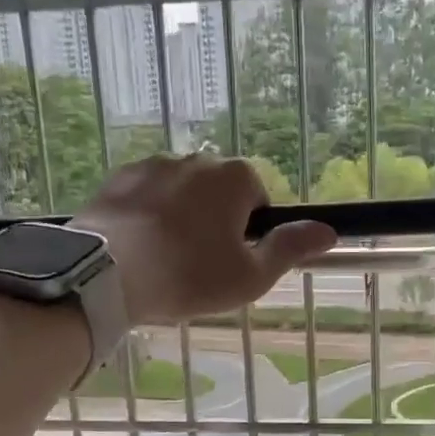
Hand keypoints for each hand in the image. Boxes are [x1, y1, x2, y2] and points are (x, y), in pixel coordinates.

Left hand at [71, 154, 335, 325]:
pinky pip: (143, 198)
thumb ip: (290, 248)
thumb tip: (329, 231)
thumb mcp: (251, 275)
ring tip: (164, 261)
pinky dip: (145, 218)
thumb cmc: (189, 276)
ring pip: (179, 195)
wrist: (105, 273)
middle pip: (218, 194)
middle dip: (214, 223)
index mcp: (235, 177)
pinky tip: (137, 251)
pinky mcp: (116, 179)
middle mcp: (195, 159)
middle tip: (199, 267)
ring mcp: (152, 166)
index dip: (250, 233)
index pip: (258, 199)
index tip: (232, 263)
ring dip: (179, 219)